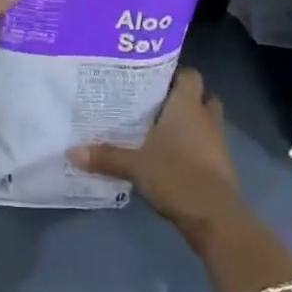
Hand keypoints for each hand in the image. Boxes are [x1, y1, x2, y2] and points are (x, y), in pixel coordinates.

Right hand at [70, 68, 244, 244]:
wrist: (215, 217)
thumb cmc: (176, 175)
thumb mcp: (135, 165)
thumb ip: (106, 156)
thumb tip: (71, 151)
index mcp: (187, 106)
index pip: (189, 75)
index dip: (175, 74)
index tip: (152, 78)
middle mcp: (205, 118)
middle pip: (201, 97)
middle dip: (183, 99)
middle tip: (155, 104)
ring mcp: (217, 143)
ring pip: (205, 123)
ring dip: (190, 125)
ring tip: (160, 130)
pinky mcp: (221, 167)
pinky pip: (206, 147)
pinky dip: (193, 148)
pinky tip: (171, 157)